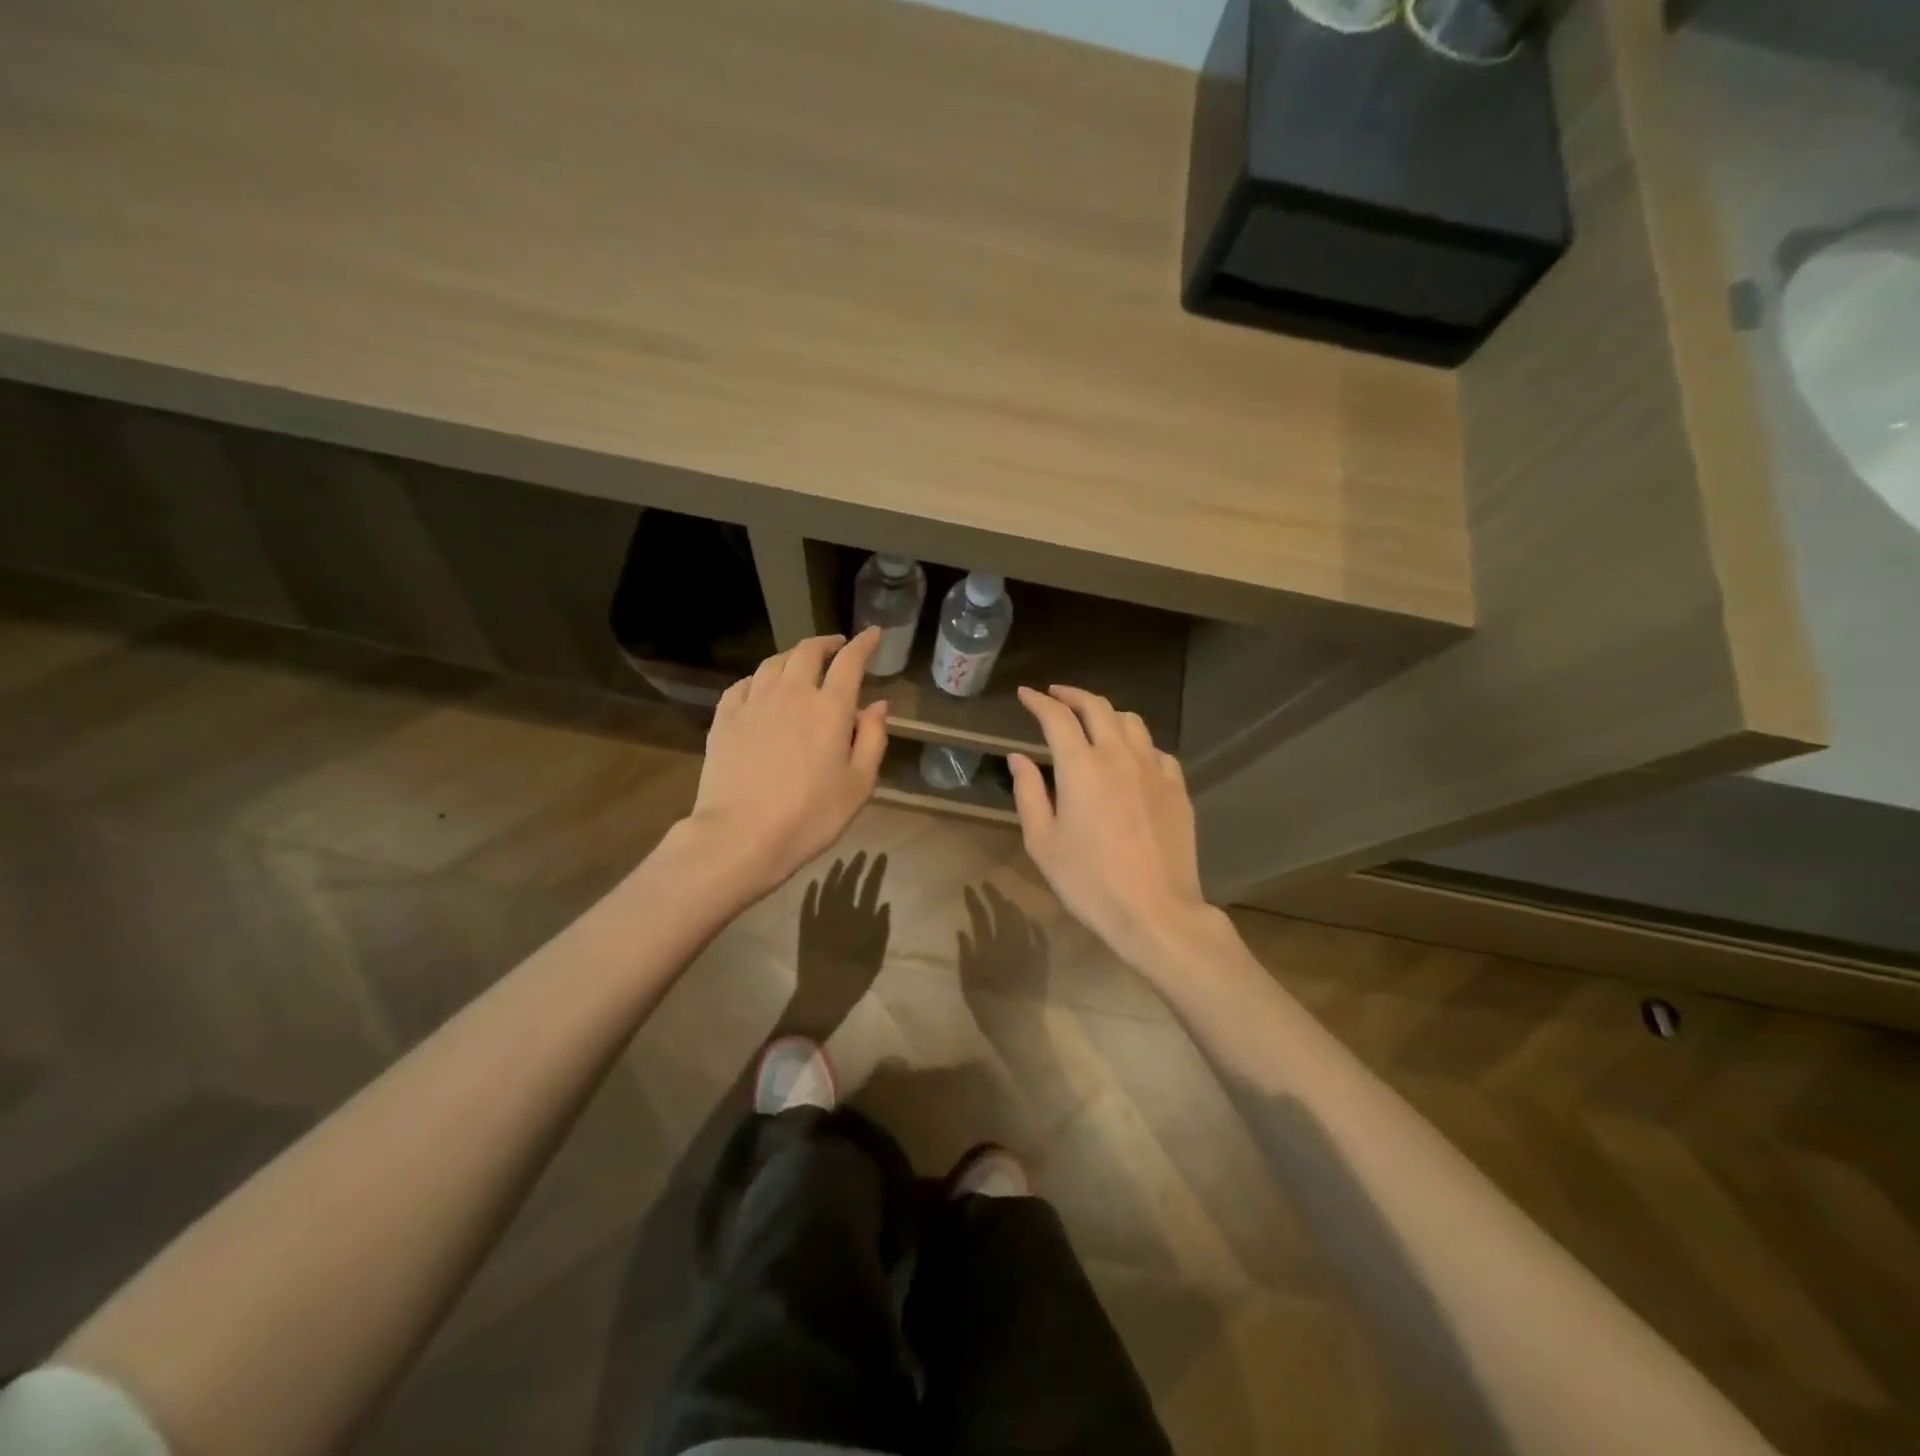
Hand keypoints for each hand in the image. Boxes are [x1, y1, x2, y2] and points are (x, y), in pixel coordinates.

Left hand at [684, 630, 889, 902]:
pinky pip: (743, 684)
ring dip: (793, 656)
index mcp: (830, 708)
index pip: (850, 661)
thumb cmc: (810, 816)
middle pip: (808, 652)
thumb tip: (878, 705)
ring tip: (801, 663)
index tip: (873, 634)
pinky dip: (759, 678)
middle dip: (827, 643)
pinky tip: (761, 687)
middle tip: (837, 647)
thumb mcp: (859, 785)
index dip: (864, 643)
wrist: (740, 836)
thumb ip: (873, 739)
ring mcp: (753, 702)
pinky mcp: (724, 718)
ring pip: (774, 662)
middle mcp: (791, 693)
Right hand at [1009, 685, 1222, 971]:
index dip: (1039, 701)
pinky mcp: (1178, 788)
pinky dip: (1137, 743)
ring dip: (1107, 712)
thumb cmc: (1089, 881)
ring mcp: (1154, 770)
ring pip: (1131, 722)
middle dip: (1072, 695)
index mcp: (1082, 767)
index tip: (1026, 694)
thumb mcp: (1043, 842)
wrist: (1155, 911)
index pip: (1057, 717)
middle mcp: (1120, 756)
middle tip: (1056, 695)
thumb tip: (1019, 757)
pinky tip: (1131, 757)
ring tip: (1092, 720)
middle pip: (1097, 707)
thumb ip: (1029, 793)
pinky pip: (1156, 750)